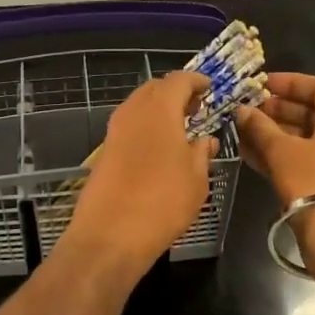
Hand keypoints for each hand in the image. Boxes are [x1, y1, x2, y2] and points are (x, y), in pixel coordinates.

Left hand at [63, 71, 217, 278]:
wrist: (110, 234)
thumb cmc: (163, 202)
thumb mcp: (196, 179)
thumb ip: (201, 153)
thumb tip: (205, 141)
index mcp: (159, 110)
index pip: (178, 80)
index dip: (196, 81)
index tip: (210, 88)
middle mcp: (133, 112)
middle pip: (154, 88)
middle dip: (175, 92)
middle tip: (196, 108)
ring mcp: (114, 131)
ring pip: (138, 106)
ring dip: (158, 110)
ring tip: (180, 129)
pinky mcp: (104, 152)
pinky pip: (128, 126)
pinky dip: (145, 127)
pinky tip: (158, 148)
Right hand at [234, 72, 314, 206]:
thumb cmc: (314, 181)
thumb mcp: (282, 150)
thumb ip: (260, 127)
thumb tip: (242, 110)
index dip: (292, 82)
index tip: (263, 84)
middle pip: (309, 113)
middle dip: (276, 109)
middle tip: (247, 109)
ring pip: (300, 139)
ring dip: (271, 133)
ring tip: (240, 130)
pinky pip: (297, 160)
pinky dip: (275, 154)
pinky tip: (247, 154)